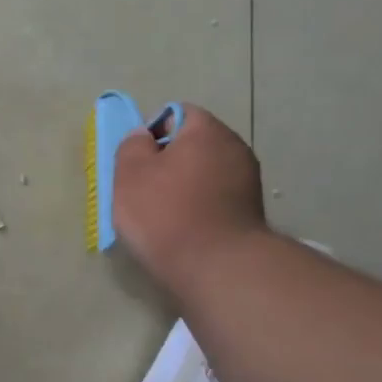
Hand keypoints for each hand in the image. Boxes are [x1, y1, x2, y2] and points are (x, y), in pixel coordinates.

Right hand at [112, 106, 267, 284]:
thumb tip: (143, 136)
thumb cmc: (165, 213)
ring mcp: (248, 180)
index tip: (138, 162)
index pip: (177, 114)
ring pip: (206, 172)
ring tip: (164, 213)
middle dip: (170, 161)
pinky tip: (185, 228)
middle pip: (194, 144)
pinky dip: (201, 205)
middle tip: (145, 188)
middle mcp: (234, 148)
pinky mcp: (251, 210)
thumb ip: (132, 146)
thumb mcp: (129, 174)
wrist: (217, 267)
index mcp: (206, 130)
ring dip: (186, 185)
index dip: (152, 133)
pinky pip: (217, 197)